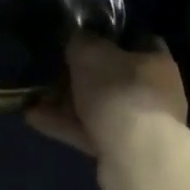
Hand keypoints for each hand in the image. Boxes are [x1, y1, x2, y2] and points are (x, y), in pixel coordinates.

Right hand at [27, 33, 187, 189]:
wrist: (135, 155)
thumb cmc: (118, 91)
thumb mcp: (90, 53)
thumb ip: (79, 40)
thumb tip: (75, 34)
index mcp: (156, 61)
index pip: (137, 40)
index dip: (111, 36)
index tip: (84, 35)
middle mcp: (153, 91)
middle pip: (113, 76)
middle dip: (81, 75)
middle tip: (52, 69)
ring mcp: (139, 124)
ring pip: (98, 107)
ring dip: (66, 102)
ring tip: (34, 96)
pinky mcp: (121, 150)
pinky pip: (88, 131)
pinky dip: (64, 125)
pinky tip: (33, 117)